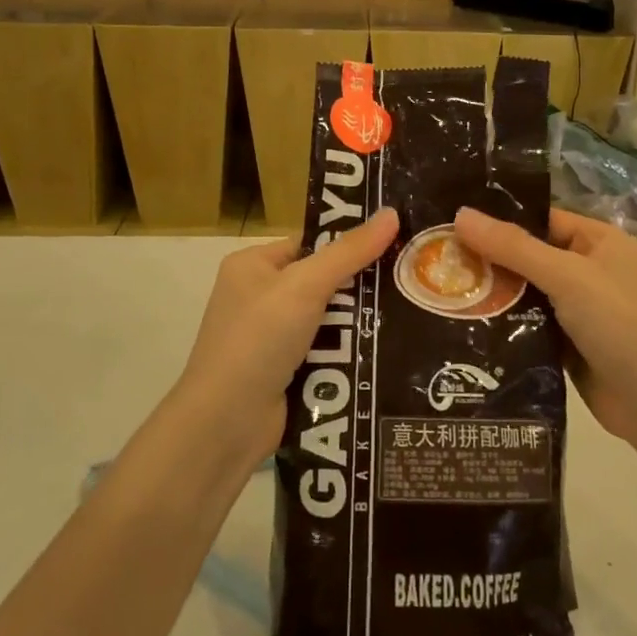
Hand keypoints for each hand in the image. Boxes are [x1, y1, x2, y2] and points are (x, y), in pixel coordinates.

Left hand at [174, 208, 398, 469]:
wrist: (226, 423)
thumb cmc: (259, 339)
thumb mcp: (305, 286)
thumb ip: (349, 251)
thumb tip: (391, 212)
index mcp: (252, 265)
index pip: (310, 244)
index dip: (349, 243)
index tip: (396, 242)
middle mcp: (259, 296)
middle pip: (323, 281)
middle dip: (359, 286)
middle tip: (409, 280)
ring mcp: (271, 337)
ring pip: (329, 319)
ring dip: (359, 322)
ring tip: (409, 314)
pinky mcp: (286, 371)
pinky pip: (327, 351)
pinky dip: (349, 351)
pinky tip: (387, 348)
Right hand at [453, 207, 636, 445]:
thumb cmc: (621, 324)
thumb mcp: (567, 276)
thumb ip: (513, 247)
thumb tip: (460, 214)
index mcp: (598, 242)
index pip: (540, 219)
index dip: (498, 219)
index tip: (450, 222)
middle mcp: (589, 271)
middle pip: (528, 257)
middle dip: (487, 260)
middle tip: (433, 259)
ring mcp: (579, 311)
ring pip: (525, 294)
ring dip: (491, 295)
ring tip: (437, 291)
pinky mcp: (568, 346)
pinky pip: (528, 327)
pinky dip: (503, 326)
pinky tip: (463, 326)